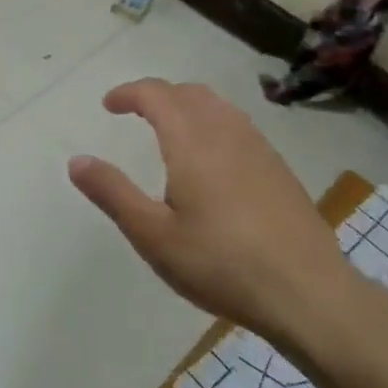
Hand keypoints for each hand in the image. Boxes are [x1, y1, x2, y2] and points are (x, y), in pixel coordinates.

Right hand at [67, 79, 358, 345]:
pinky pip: (239, 126)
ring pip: (218, 106)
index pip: (156, 94)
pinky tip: (212, 160)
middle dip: (158, 95)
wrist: (310, 294)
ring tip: (169, 130)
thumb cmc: (222, 264)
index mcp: (192, 141)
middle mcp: (226, 133)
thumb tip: (76, 160)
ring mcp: (259, 149)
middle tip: (135, 113)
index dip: (129, 92)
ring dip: (187, 106)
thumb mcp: (153, 235)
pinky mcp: (279, 170)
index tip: (108, 105)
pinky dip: (213, 123)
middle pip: (189, 92)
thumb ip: (113, 193)